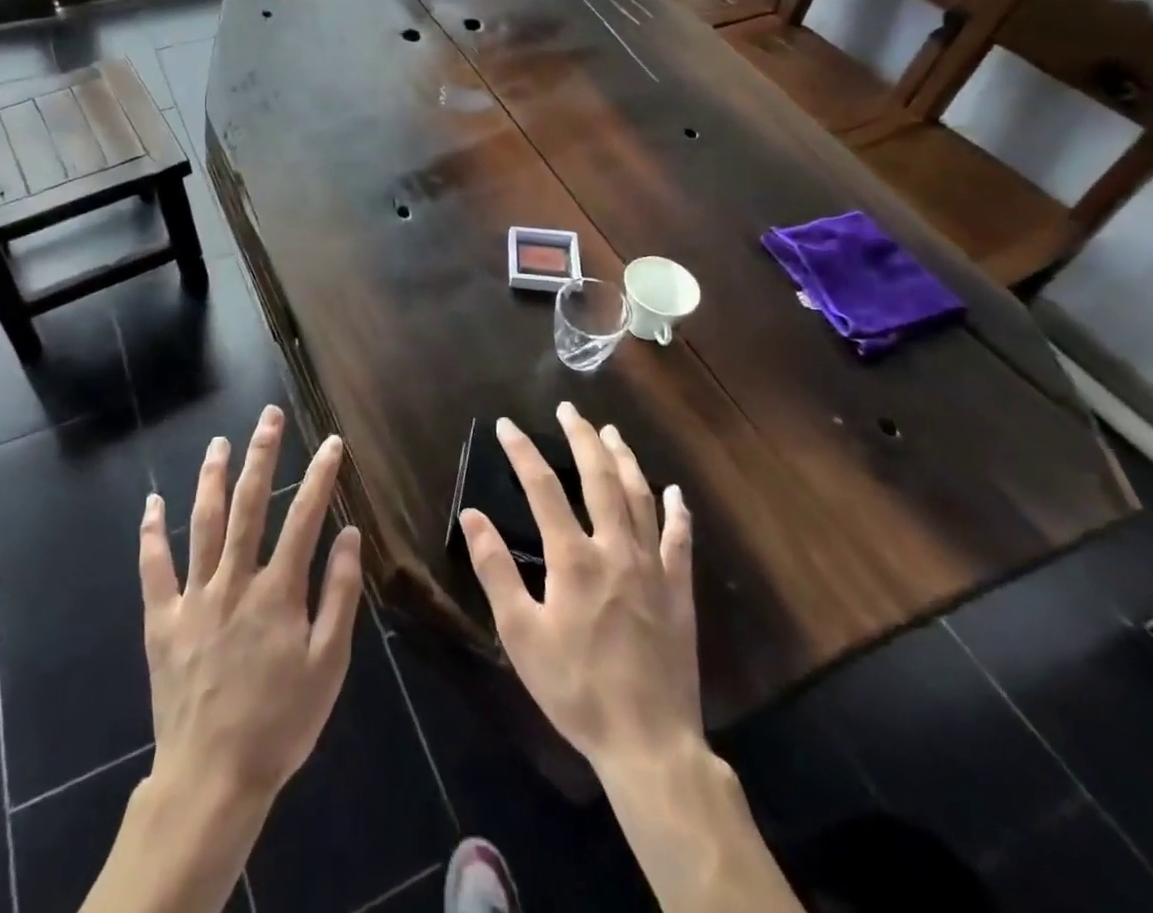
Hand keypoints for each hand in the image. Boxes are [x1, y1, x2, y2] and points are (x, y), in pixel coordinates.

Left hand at [139, 406, 364, 802]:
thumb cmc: (281, 724)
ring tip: (219, 442)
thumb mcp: (328, 666)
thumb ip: (340, 595)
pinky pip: (154, 568)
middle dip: (261, 455)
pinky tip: (152, 502)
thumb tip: (350, 534)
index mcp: (278, 592)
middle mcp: (234, 581)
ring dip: (211, 478)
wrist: (212, 779)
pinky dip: (152, 533)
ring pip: (202, 523)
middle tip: (268, 416)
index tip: (332, 442)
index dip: (320, 476)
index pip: (305, 518)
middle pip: (248, 505)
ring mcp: (194, 597)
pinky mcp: (162, 620)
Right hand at [457, 402, 700, 774]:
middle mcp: (615, 549)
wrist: (649, 743)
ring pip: (639, 498)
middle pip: (599, 478)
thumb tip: (472, 516)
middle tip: (570, 409)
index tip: (508, 425)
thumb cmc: (576, 689)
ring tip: (611, 432)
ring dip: (624, 460)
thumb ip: (495, 570)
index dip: (523, 451)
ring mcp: (652, 567)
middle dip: (581, 438)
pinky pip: (680, 540)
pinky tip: (673, 492)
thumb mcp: (520, 634)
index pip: (543, 487)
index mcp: (573, 558)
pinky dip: (676, 512)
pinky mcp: (679, 591)